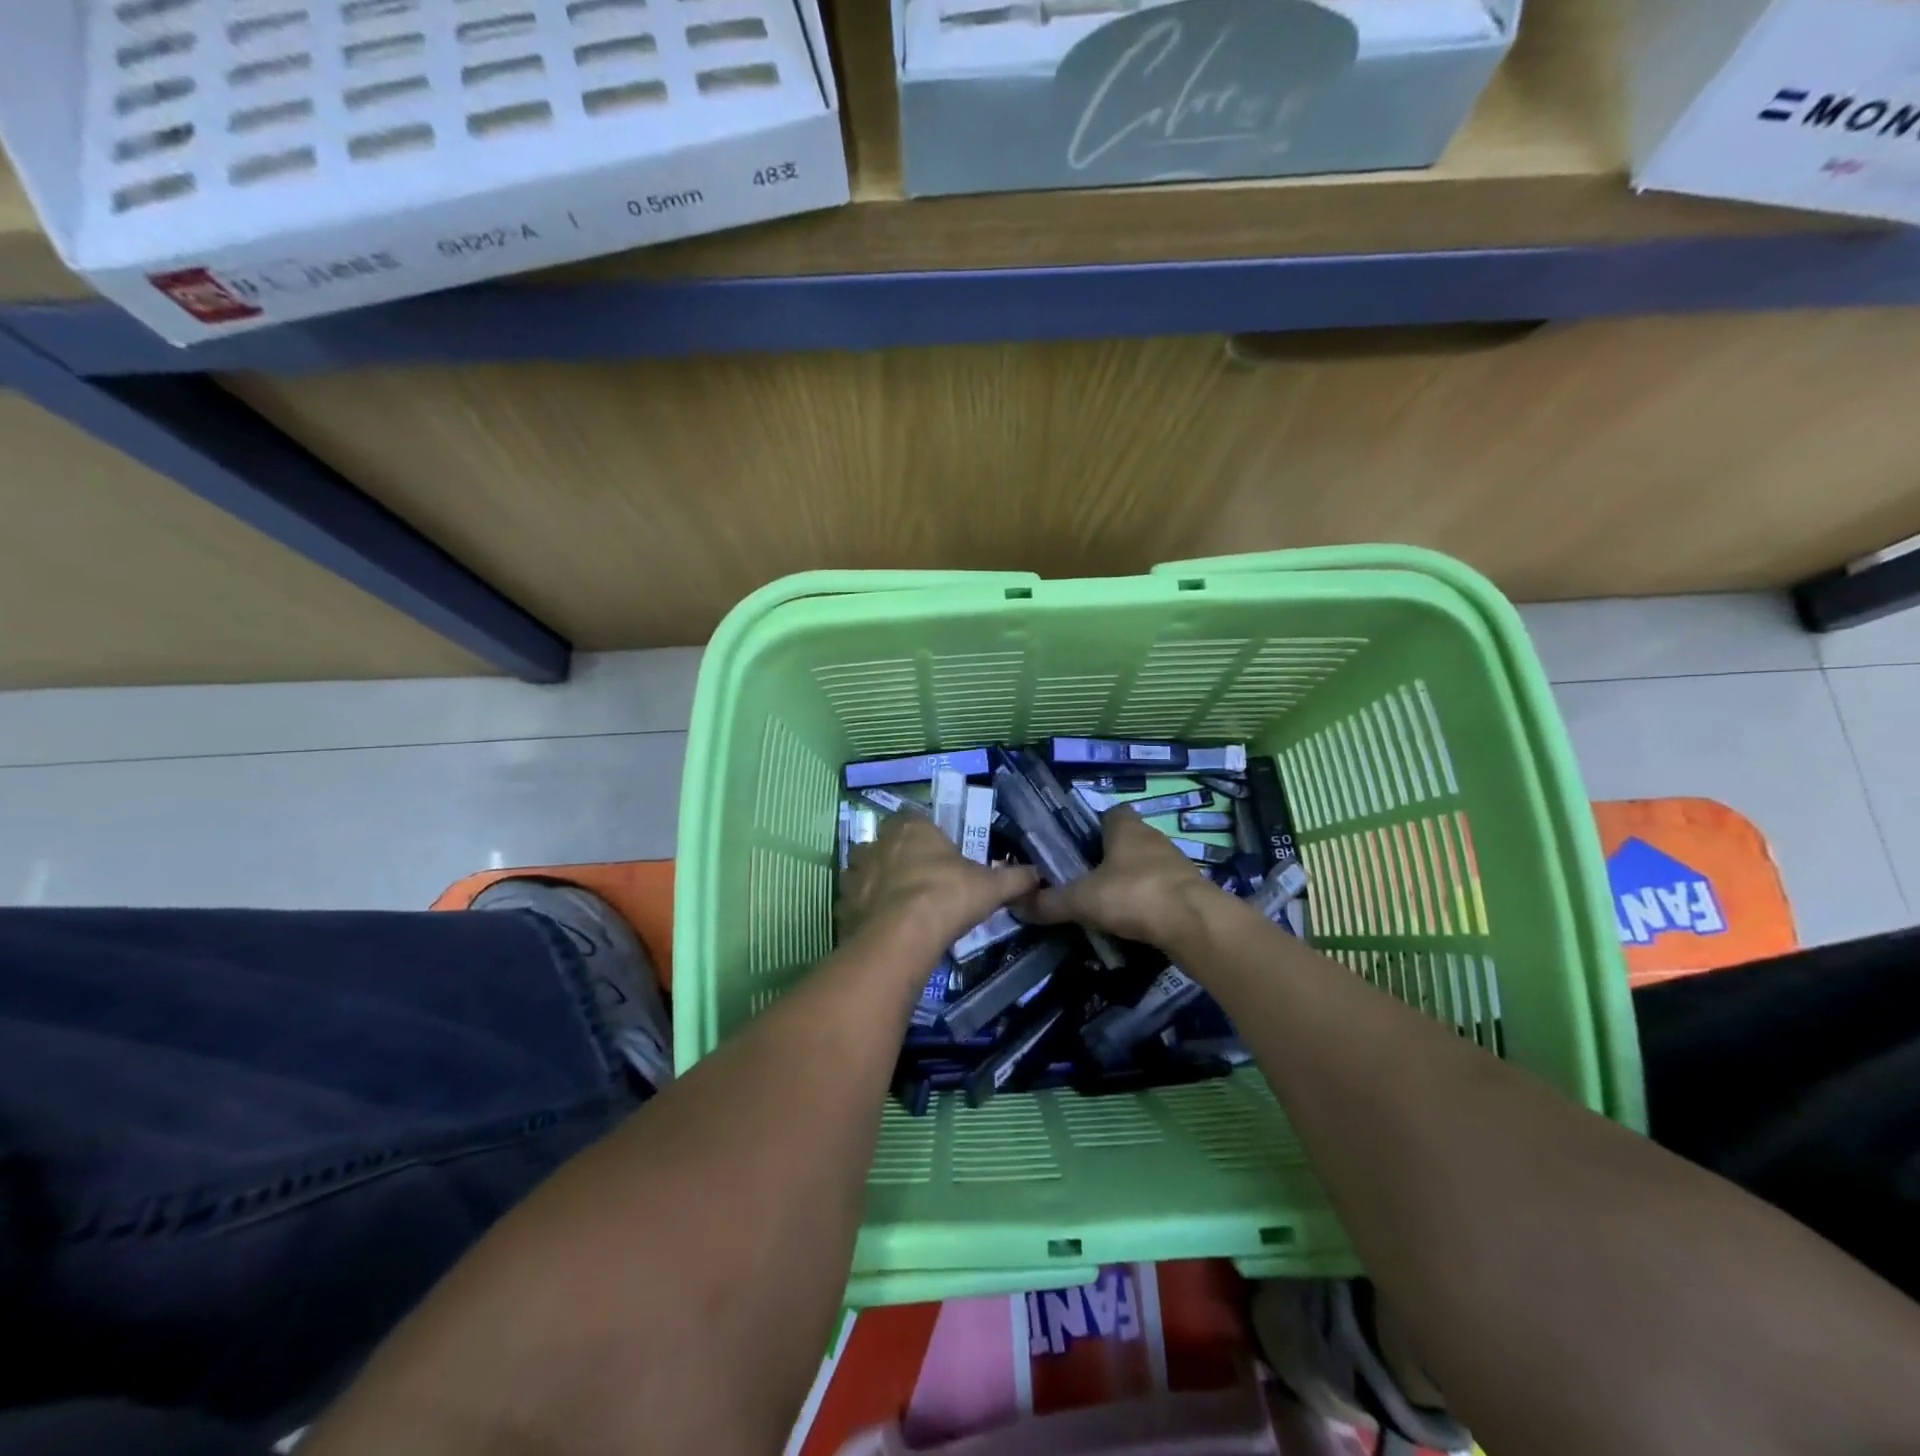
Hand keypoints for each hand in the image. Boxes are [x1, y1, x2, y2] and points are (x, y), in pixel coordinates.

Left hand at [839, 814, 1038, 953]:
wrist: (902, 935)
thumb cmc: (948, 896)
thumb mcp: (990, 886)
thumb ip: (1014, 878)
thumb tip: (1038, 874)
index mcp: (911, 827)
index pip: (913, 817)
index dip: (923, 834)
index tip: (936, 853)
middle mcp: (877, 843)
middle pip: (885, 843)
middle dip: (897, 857)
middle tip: (919, 880)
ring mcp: (855, 874)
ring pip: (864, 871)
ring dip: (876, 882)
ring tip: (897, 906)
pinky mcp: (842, 905)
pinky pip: (853, 903)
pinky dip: (865, 912)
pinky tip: (881, 928)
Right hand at [1018, 805, 1217, 947]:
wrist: (1195, 923)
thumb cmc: (1133, 894)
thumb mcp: (1081, 899)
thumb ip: (1049, 902)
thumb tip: (1016, 906)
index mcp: (1125, 827)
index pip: (1110, 814)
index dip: (1095, 827)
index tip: (1078, 847)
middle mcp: (1153, 838)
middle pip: (1128, 840)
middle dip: (1110, 857)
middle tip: (1086, 879)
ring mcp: (1176, 864)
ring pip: (1147, 865)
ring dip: (1131, 880)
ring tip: (1108, 904)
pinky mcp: (1190, 890)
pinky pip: (1162, 890)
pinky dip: (1149, 902)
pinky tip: (1134, 921)